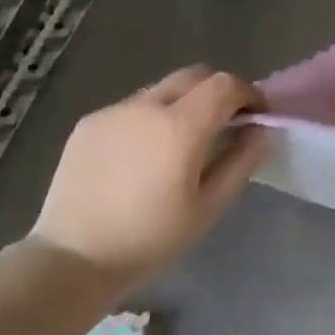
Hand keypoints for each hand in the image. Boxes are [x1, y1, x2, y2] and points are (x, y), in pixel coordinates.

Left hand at [32, 66, 266, 287]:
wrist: (74, 258)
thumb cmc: (150, 240)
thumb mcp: (208, 207)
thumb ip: (240, 162)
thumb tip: (261, 130)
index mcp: (179, 126)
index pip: (224, 84)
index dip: (248, 93)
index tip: (256, 115)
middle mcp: (146, 106)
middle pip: (193, 76)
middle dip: (216, 92)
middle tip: (224, 124)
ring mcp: (112, 111)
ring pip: (160, 90)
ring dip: (181, 104)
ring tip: (178, 144)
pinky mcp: (88, 123)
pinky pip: (130, 109)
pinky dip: (148, 119)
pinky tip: (140, 157)